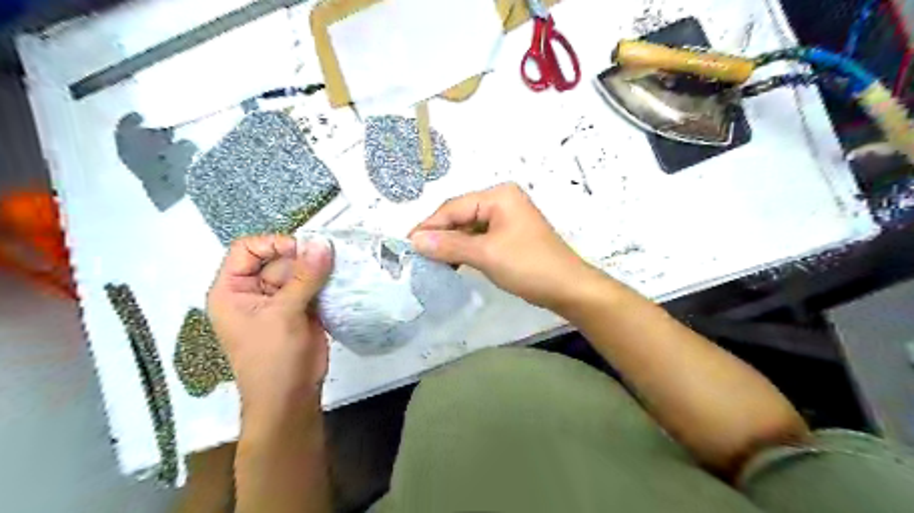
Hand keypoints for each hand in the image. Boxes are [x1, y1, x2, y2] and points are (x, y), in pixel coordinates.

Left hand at [206, 235, 331, 423]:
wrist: (291, 397)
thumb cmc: (273, 358)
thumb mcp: (284, 314)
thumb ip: (304, 277)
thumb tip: (323, 244)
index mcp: (233, 290)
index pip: (247, 250)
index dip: (273, 245)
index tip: (303, 250)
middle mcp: (255, 291)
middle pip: (278, 259)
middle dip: (303, 259)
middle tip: (330, 260)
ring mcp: (280, 300)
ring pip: (300, 271)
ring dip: (319, 269)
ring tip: (339, 268)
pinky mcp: (302, 308)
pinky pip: (314, 285)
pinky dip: (327, 282)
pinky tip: (341, 280)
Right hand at [409, 182, 595, 309]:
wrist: (568, 288)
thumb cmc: (528, 266)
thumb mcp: (485, 255)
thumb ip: (449, 246)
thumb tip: (415, 240)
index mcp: (499, 196)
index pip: (454, 207)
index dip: (429, 225)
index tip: (407, 244)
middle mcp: (502, 200)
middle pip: (461, 215)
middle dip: (440, 235)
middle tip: (417, 254)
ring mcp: (507, 217)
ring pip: (469, 227)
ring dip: (451, 243)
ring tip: (431, 260)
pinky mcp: (509, 234)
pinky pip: (480, 237)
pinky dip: (465, 249)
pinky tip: (453, 261)